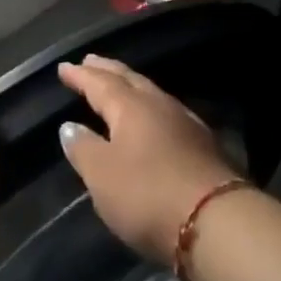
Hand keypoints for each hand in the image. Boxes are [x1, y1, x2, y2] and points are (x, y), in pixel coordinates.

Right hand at [57, 55, 241, 265]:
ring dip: (131, 86)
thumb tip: (70, 126)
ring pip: (152, 94)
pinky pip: (167, 113)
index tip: (65, 67)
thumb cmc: (147, 194)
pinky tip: (152, 118)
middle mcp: (160, 105)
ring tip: (119, 85)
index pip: (101, 83)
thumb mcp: (102, 176)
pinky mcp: (202, 144)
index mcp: (131, 107)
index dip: (81, 75)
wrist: (215, 220)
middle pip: (130, 80)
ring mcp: (186, 123)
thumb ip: (84, 148)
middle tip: (91, 61)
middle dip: (108, 70)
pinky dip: (150, 108)